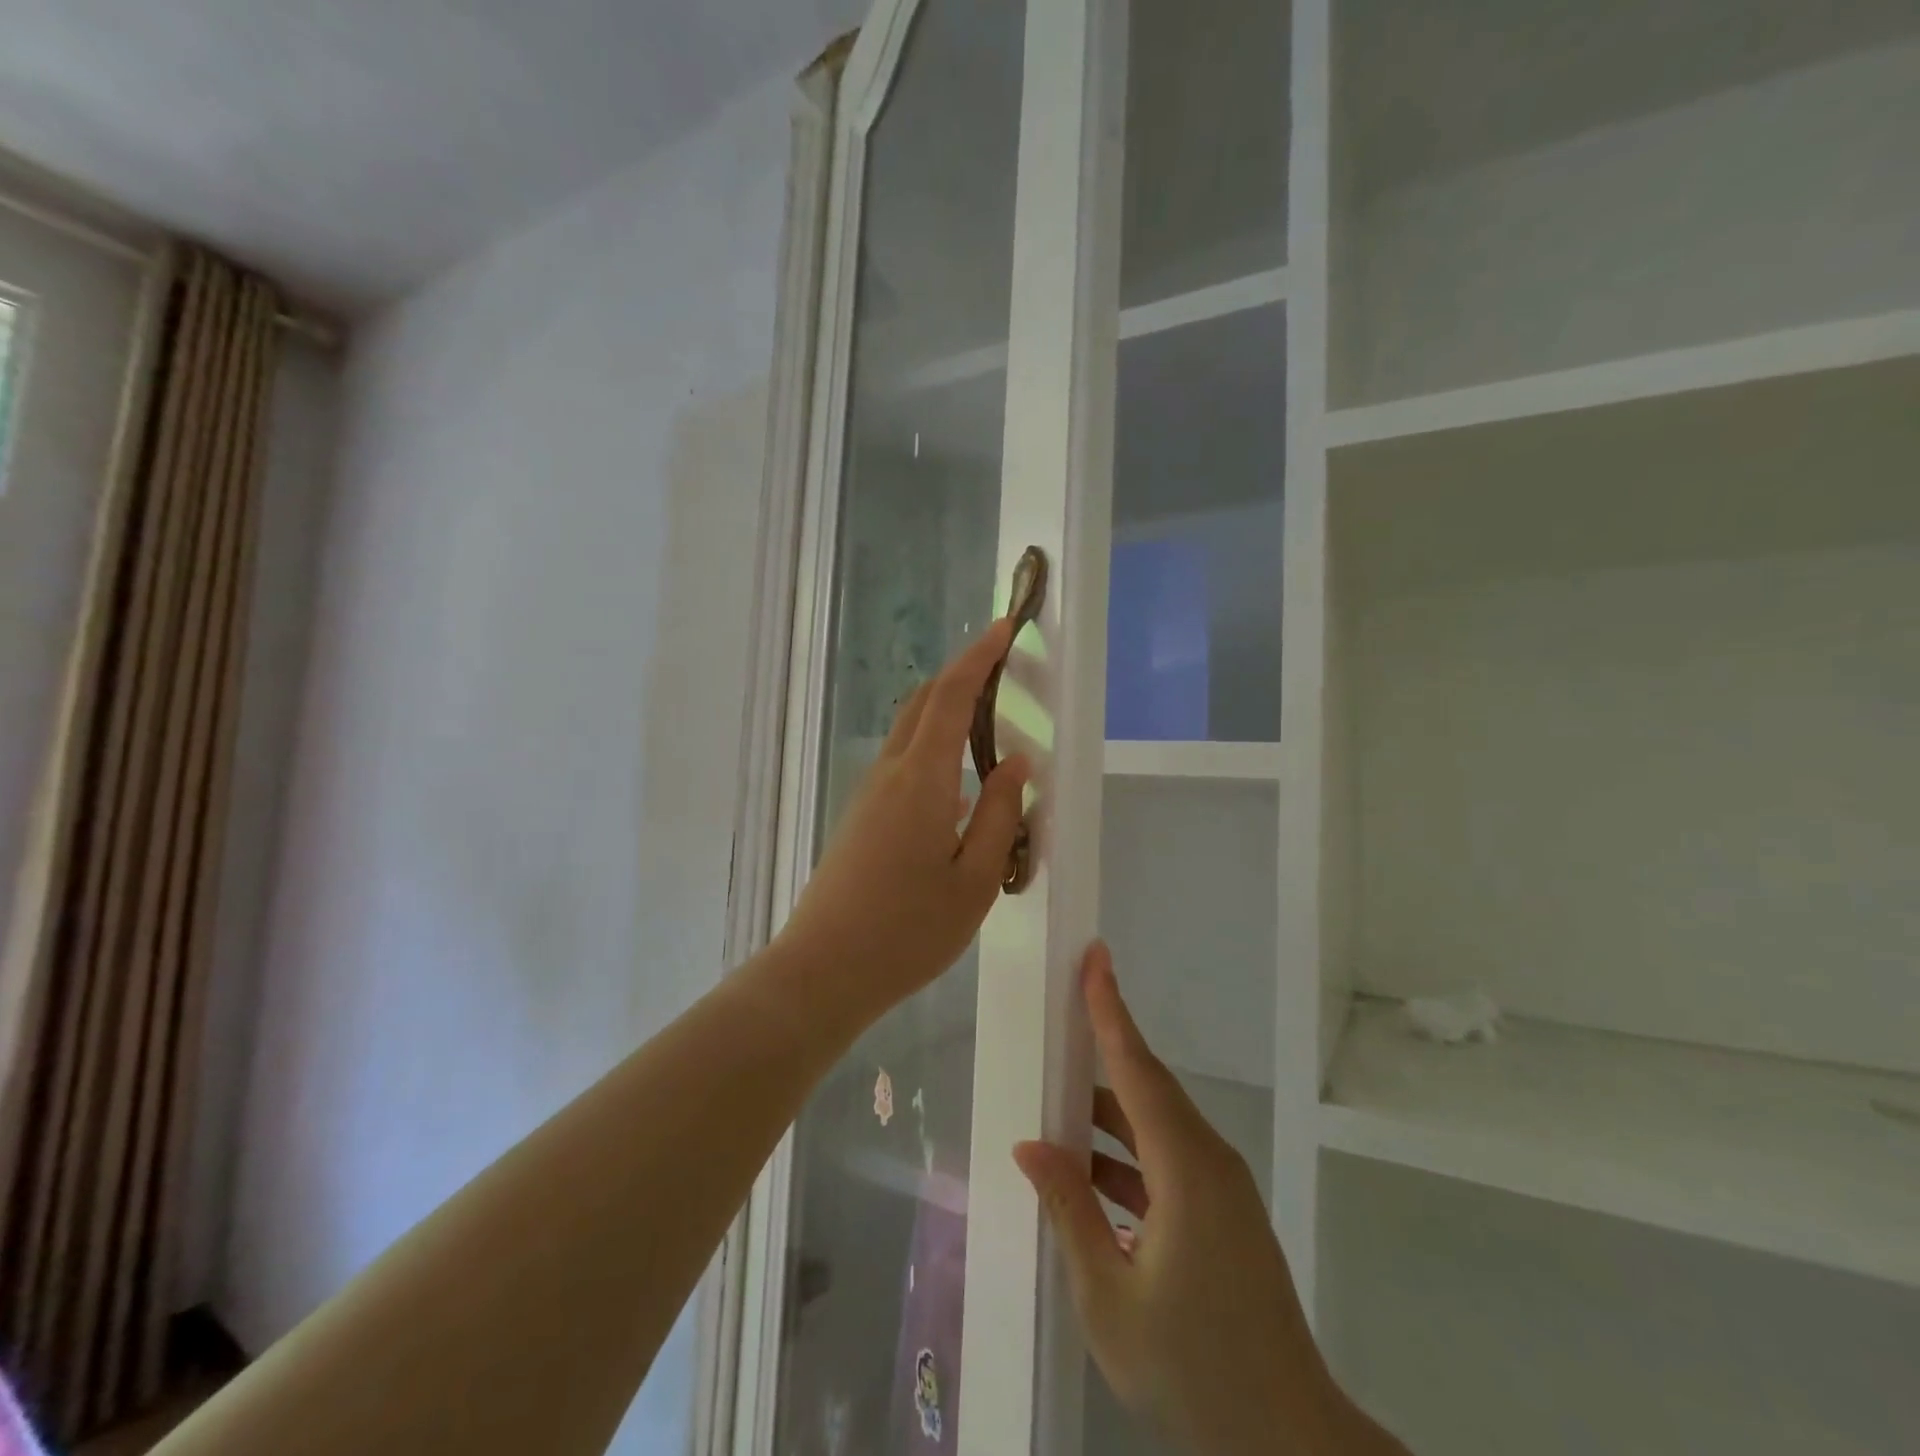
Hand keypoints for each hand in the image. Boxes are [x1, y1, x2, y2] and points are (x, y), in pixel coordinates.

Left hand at [778, 619, 1030, 1015]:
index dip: (978, 658)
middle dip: (960, 676)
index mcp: (921, 780)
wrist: (824, 970)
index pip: (950, 697)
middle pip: (923, 704)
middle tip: (1001, 667)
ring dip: (947, 714)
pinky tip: (961, 793)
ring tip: (989, 724)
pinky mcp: (861, 818)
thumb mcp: (975, 879)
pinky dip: (935, 753)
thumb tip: (1017, 763)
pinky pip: (904, 767)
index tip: (1004, 628)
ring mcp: (869, 795)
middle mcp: (890, 774)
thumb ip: (1000, 815)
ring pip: (911, 734)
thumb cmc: (908, 930)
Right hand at [1016, 944, 1397, 1455]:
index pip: (1137, 1069)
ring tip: (1056, 1098)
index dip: (1111, 1009)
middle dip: (1106, 1042)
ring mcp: (1220, 1188)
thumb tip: (1032, 1146)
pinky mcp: (1223, 1213)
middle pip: (1147, 1086)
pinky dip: (1125, 1154)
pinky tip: (1088, 1172)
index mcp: (1185, 1169)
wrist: (1290, 1443)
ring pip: (1155, 1125)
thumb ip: (1070, 1211)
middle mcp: (1208, 1161)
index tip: (1095, 957)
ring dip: (1108, 1112)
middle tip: (1064, 1009)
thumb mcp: (1110, 1298)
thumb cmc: (1193, 1370)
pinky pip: (1166, 1159)